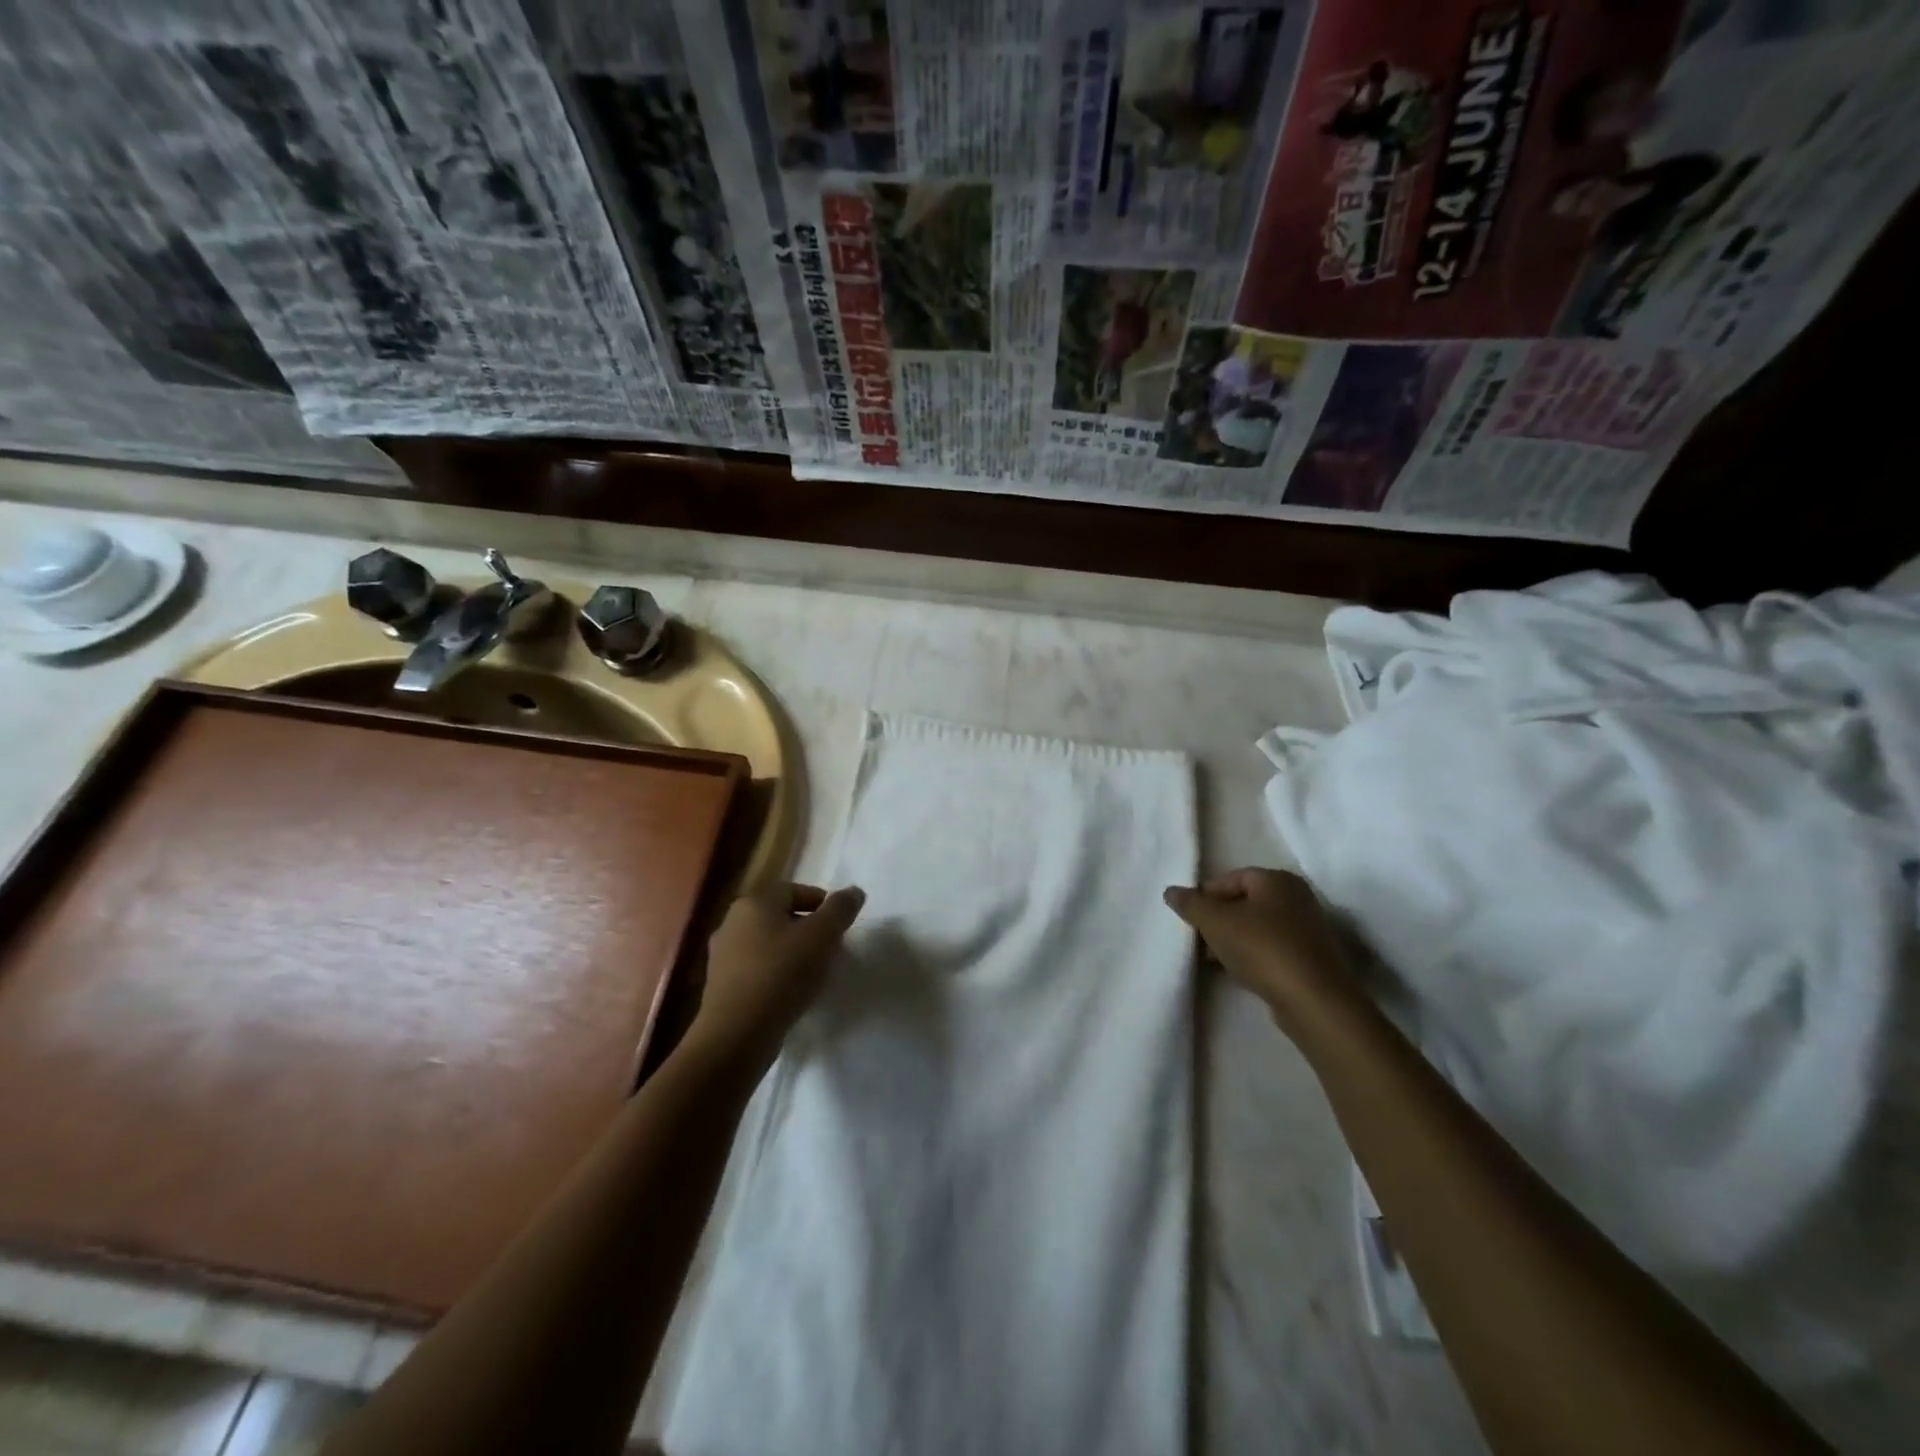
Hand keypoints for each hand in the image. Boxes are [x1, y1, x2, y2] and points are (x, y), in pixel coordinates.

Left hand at [688, 882, 864, 1062]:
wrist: (737, 1034)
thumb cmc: (782, 974)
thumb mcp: (822, 936)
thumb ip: (841, 909)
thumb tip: (854, 891)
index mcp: (754, 902)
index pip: (796, 891)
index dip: (824, 905)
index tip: (841, 928)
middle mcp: (733, 921)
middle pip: (782, 917)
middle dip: (809, 930)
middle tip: (831, 951)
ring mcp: (723, 955)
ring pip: (769, 943)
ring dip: (793, 953)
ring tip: (814, 975)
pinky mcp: (722, 985)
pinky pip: (758, 969)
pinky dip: (776, 974)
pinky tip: (790, 993)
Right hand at [1164, 869, 1360, 1039]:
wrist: (1313, 1000)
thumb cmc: (1262, 948)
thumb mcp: (1215, 922)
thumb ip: (1190, 904)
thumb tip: (1171, 891)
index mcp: (1277, 880)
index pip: (1230, 878)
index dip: (1204, 895)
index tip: (1188, 917)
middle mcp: (1296, 898)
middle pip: (1243, 902)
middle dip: (1217, 919)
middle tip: (1196, 937)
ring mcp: (1307, 929)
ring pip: (1256, 927)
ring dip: (1231, 939)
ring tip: (1211, 958)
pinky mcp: (1310, 958)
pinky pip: (1270, 948)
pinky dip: (1250, 955)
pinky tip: (1236, 971)